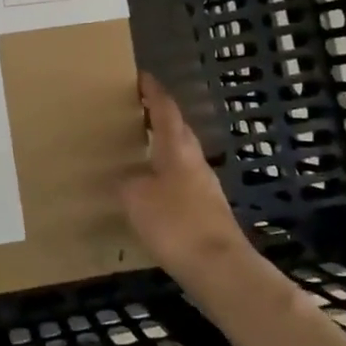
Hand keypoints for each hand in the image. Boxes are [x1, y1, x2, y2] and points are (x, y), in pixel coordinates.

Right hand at [121, 72, 250, 285]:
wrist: (219, 268)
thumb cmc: (176, 224)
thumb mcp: (136, 198)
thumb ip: (127, 183)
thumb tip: (126, 179)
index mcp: (177, 149)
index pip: (166, 110)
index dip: (153, 92)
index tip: (141, 77)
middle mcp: (194, 161)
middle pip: (177, 130)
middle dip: (158, 117)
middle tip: (135, 111)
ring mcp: (204, 186)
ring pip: (181, 155)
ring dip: (162, 146)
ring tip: (138, 148)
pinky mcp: (207, 211)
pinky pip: (181, 181)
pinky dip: (165, 175)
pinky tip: (151, 188)